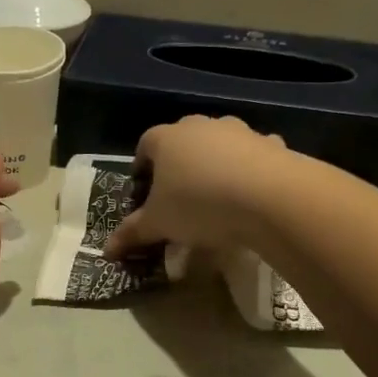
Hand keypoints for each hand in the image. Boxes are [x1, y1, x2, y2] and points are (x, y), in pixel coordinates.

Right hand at [103, 116, 287, 258]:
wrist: (269, 197)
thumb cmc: (199, 205)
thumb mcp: (159, 224)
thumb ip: (132, 233)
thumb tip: (106, 250)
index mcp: (165, 138)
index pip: (144, 147)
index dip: (142, 170)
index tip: (144, 195)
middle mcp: (200, 126)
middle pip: (181, 142)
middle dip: (178, 167)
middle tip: (178, 199)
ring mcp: (238, 131)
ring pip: (219, 146)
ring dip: (215, 165)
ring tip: (217, 199)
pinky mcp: (271, 143)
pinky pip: (254, 154)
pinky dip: (250, 169)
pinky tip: (252, 194)